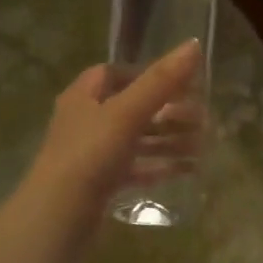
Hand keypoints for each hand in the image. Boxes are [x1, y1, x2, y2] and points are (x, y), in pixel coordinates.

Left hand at [25, 41, 203, 214]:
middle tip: (202, 118)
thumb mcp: (127, 113)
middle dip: (168, 111)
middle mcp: (85, 122)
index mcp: (83, 97)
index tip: (180, 82)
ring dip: (169, 140)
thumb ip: (160, 81)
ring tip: (204, 145)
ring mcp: (92, 155)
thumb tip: (194, 45)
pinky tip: (188, 170)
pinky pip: (136, 169)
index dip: (146, 73)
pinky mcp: (101, 185)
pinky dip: (160, 166)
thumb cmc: (89, 155)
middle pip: (132, 108)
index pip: (113, 73)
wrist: (58, 218)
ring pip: (137, 140)